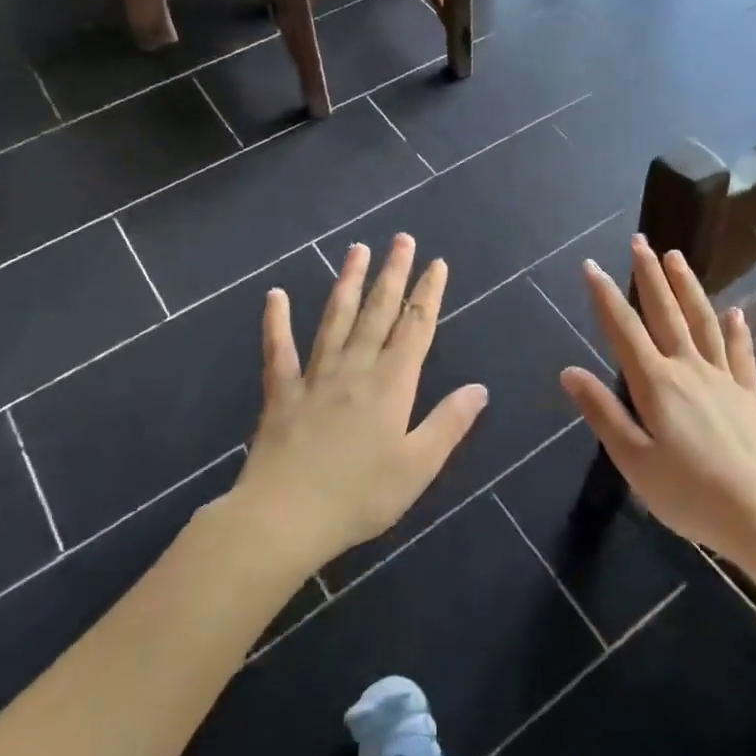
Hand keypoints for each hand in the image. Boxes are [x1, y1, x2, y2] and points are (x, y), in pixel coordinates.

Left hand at [230, 235, 488, 572]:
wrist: (285, 517)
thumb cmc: (360, 496)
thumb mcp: (418, 466)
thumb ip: (449, 424)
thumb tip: (479, 388)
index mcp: (391, 384)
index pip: (416, 328)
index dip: (428, 293)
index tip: (437, 263)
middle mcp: (355, 368)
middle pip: (378, 312)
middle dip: (393, 273)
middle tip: (401, 238)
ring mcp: (315, 377)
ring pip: (335, 319)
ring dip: (347, 282)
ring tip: (357, 249)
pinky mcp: (281, 393)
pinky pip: (278, 350)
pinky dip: (276, 322)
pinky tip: (275, 295)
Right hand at [560, 236, 755, 562]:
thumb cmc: (688, 494)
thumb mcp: (633, 460)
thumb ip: (602, 412)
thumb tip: (569, 372)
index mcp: (656, 384)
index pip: (624, 329)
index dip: (605, 296)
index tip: (591, 265)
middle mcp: (689, 369)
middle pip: (666, 313)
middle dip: (649, 275)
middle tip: (640, 241)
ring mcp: (723, 379)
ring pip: (702, 321)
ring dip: (688, 287)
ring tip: (676, 256)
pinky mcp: (748, 395)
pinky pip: (740, 353)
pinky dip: (735, 330)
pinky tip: (734, 311)